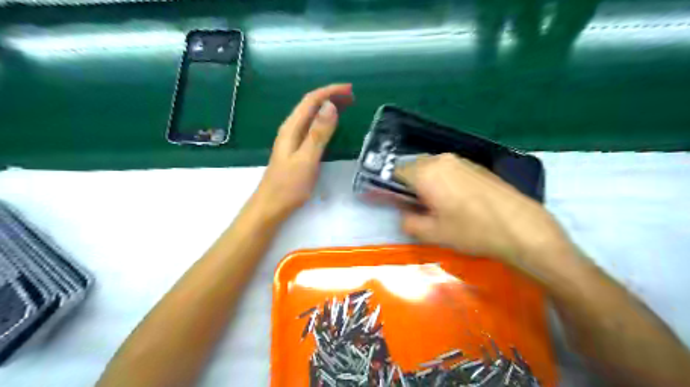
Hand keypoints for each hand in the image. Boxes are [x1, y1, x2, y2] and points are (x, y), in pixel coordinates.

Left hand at [251, 85, 351, 223]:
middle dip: (330, 97)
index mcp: (291, 128)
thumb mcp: (306, 159)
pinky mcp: (296, 151)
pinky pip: (312, 129)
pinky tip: (331, 126)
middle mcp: (290, 130)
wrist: (271, 207)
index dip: (330, 91)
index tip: (350, 89)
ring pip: (311, 117)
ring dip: (328, 108)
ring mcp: (292, 140)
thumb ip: (318, 133)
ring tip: (346, 106)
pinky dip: (324, 122)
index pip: (311, 101)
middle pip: (310, 106)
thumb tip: (330, 106)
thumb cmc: (288, 186)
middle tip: (352, 97)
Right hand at [394, 152, 577, 273]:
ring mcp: (461, 160)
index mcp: (426, 173)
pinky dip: (445, 180)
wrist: (520, 226)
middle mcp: (441, 160)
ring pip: (433, 167)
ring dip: (429, 182)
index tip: (400, 203)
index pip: (397, 172)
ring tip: (440, 204)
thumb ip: (409, 223)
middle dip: (412, 184)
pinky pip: (450, 169)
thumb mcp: (433, 233)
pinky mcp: (476, 165)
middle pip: (414, 167)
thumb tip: (405, 215)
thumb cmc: (471, 230)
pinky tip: (459, 200)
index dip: (394, 188)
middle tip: (421, 206)